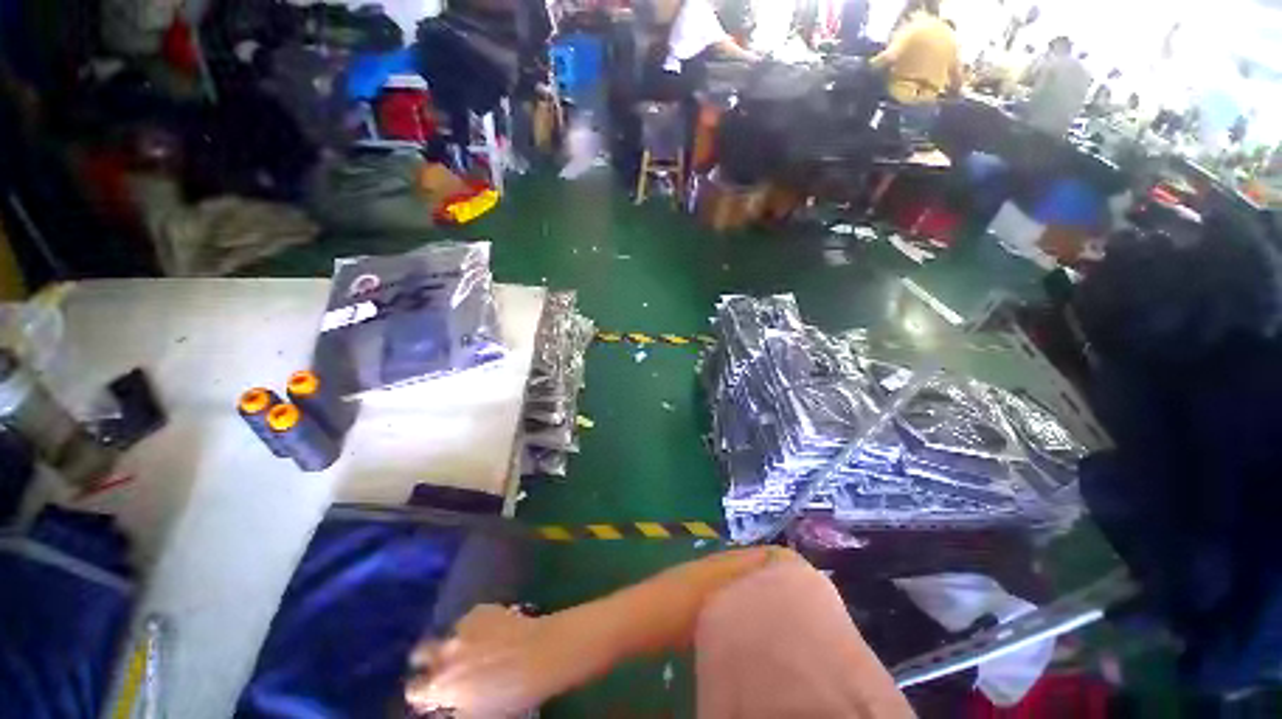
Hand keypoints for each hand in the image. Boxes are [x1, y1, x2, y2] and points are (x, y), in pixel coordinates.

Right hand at [404, 605, 571, 717]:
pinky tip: (494, 630)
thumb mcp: (476, 715)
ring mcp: (463, 627)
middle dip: (428, 658)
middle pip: (421, 652)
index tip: (432, 693)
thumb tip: (448, 704)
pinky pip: (471, 618)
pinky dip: (476, 625)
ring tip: (476, 645)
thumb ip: (455, 708)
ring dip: (456, 641)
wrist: (540, 655)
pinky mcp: (481, 609)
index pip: (414, 690)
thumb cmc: (511, 696)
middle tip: (445, 664)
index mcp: (441, 686)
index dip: (423, 692)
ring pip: (449, 633)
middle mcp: (445, 654)